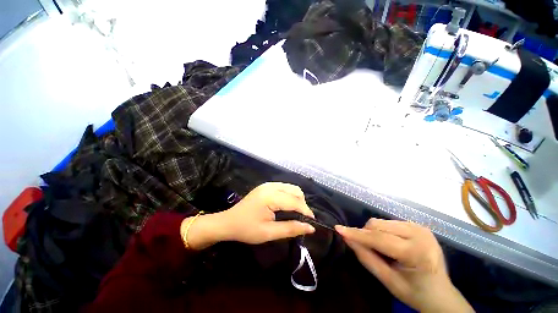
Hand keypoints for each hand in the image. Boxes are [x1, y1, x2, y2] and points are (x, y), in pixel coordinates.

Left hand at [184, 183, 315, 249]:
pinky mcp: (266, 186)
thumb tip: (310, 228)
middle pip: (295, 190)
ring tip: (295, 213)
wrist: (228, 222)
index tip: (312, 223)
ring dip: (297, 199)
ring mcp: (268, 184)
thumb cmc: (247, 229)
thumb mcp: (269, 233)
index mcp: (270, 196)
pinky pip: (284, 187)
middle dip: (302, 204)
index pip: (295, 201)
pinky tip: (286, 205)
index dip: (306, 211)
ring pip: (291, 187)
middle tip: (301, 219)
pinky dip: (289, 195)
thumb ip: (291, 229)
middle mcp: (271, 186)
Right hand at [336, 219, 473, 312]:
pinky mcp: (417, 225)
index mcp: (416, 252)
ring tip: (380, 249)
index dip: (356, 234)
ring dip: (373, 233)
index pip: (378, 238)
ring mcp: (420, 227)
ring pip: (381, 222)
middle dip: (365, 235)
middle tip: (366, 249)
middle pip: (378, 225)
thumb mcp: (388, 281)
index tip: (338, 229)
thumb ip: (366, 258)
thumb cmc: (415, 293)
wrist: (441, 294)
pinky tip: (389, 244)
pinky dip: (382, 231)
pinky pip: (389, 223)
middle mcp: (419, 233)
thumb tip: (346, 238)